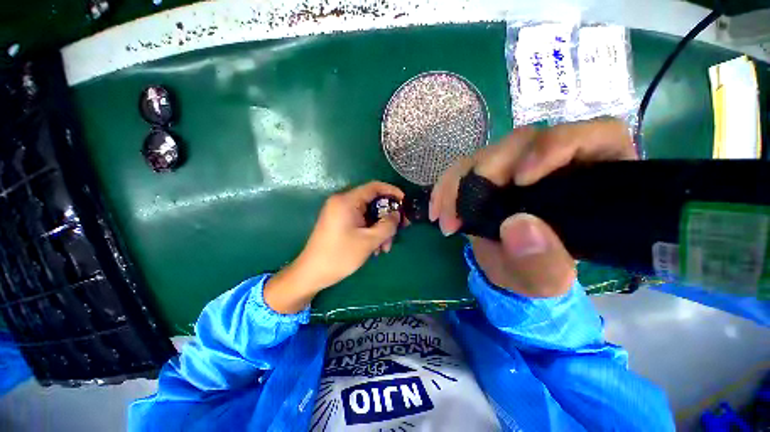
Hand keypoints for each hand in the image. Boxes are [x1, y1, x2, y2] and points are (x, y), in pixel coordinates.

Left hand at [265, 182, 403, 312]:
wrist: (312, 273)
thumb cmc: (340, 255)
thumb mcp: (369, 241)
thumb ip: (387, 225)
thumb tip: (397, 214)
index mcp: (347, 201)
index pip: (374, 187)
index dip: (392, 192)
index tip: (405, 202)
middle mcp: (342, 202)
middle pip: (373, 202)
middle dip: (387, 217)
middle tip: (400, 230)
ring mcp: (340, 212)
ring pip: (368, 214)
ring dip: (380, 228)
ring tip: (385, 248)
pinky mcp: (339, 222)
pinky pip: (360, 221)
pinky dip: (370, 231)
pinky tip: (375, 248)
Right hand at [429, 119, 636, 297]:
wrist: (510, 269)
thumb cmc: (539, 273)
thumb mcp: (546, 281)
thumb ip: (543, 263)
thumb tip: (519, 225)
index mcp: (591, 177)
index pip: (593, 136)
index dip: (555, 146)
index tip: (521, 180)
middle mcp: (553, 161)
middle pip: (523, 142)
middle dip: (487, 172)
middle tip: (464, 212)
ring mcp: (515, 164)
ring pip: (486, 153)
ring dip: (457, 183)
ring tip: (446, 218)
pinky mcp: (487, 173)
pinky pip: (462, 169)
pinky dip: (445, 188)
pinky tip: (437, 210)